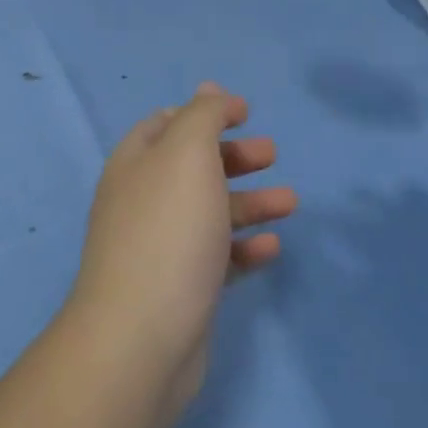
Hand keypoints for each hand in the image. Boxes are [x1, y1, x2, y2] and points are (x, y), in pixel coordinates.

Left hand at [65, 83, 295, 417]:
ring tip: (291, 202)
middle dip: (234, 157)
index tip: (246, 113)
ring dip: (250, 203)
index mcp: (136, 164)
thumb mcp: (188, 155)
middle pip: (192, 168)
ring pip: (209, 213)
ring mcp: (159, 248)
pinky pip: (216, 258)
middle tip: (272, 154)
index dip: (205, 113)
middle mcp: (142, 201)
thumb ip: (202, 117)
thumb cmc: (169, 231)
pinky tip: (271, 249)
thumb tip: (209, 89)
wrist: (141, 338)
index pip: (166, 123)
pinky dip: (243, 249)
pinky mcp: (180, 289)